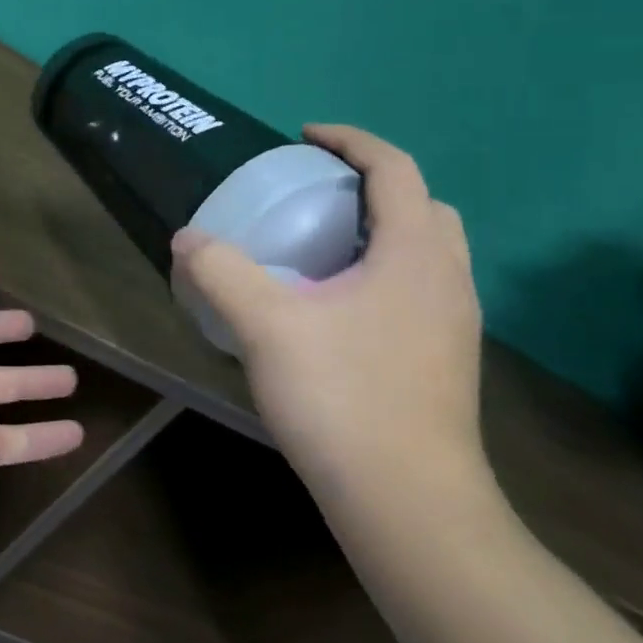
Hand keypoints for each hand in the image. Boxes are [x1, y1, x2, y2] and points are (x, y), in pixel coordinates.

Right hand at [171, 124, 484, 494]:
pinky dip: (385, 271)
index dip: (351, 141)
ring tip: (324, 245)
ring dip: (383, 230)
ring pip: (427, 251)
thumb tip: (187, 238)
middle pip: (423, 206)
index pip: (395, 169)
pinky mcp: (447, 361)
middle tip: (318, 193)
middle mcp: (448, 279)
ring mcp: (455, 324)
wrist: (410, 505)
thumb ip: (221, 271)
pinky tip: (338, 307)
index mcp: (416, 254)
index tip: (305, 137)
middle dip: (374, 185)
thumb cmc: (344, 399)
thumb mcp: (267, 325)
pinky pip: (420, 289)